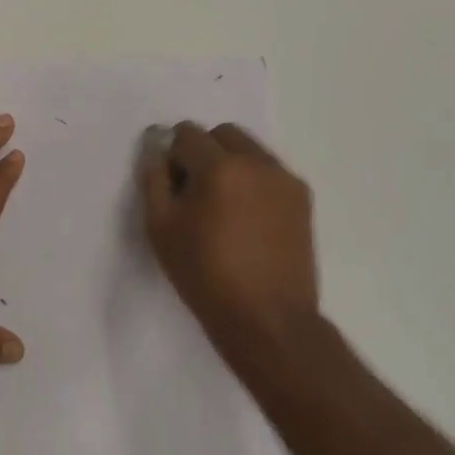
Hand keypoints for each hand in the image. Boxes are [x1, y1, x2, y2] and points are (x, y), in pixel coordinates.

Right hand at [137, 122, 320, 370]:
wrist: (268, 320)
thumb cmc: (205, 275)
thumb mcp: (160, 228)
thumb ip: (153, 177)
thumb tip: (155, 146)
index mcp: (220, 166)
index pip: (186, 134)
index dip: (173, 158)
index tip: (174, 190)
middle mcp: (257, 162)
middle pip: (221, 134)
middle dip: (204, 152)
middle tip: (196, 194)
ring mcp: (284, 179)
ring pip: (249, 149)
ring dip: (230, 164)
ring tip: (224, 208)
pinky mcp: (302, 198)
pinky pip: (269, 172)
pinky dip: (253, 182)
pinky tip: (248, 220)